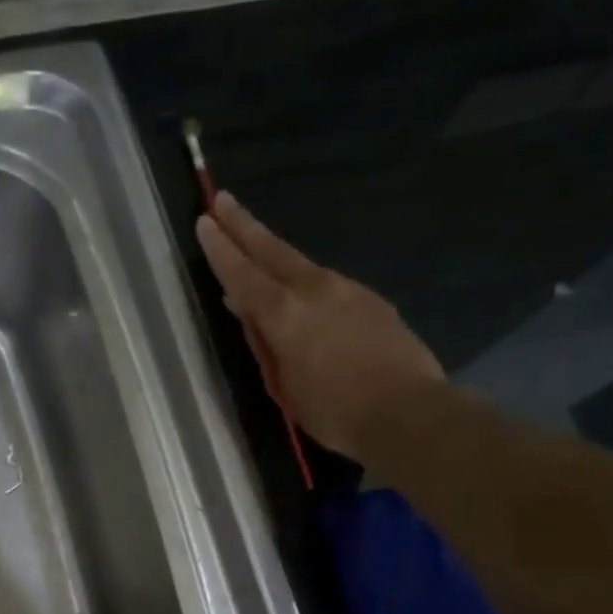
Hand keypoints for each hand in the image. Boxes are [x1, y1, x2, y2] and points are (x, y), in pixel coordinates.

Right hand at [196, 193, 443, 463]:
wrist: (407, 413)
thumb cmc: (333, 412)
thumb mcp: (283, 385)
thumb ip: (264, 343)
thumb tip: (245, 309)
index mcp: (284, 314)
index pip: (242, 274)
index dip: (221, 248)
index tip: (205, 220)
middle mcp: (314, 289)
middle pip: (272, 250)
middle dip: (244, 225)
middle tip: (224, 200)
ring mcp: (348, 290)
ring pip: (302, 265)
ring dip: (275, 253)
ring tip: (258, 248)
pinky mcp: (372, 300)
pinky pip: (328, 285)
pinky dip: (306, 283)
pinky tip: (304, 296)